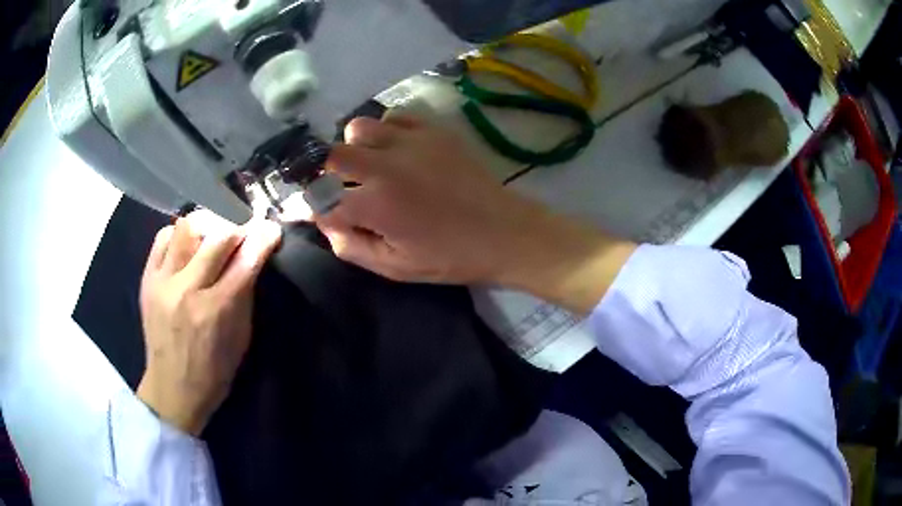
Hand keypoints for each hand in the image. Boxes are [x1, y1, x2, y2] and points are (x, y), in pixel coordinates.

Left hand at [137, 214, 281, 434]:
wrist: (172, 387)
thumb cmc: (214, 370)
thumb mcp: (240, 338)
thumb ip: (245, 294)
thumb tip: (253, 258)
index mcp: (216, 311)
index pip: (244, 261)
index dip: (262, 239)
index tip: (271, 229)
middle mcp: (187, 290)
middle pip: (217, 237)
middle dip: (237, 229)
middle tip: (243, 235)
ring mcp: (163, 281)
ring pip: (187, 227)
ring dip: (207, 227)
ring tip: (212, 238)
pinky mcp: (147, 278)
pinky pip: (163, 237)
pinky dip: (179, 235)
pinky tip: (187, 247)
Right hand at [317, 116, 635, 312]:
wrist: (505, 232)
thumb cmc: (450, 257)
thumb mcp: (395, 267)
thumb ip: (351, 247)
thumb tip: (326, 223)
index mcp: (375, 204)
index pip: (321, 200)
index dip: (313, 208)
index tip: (317, 212)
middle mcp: (385, 165)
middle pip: (330, 154)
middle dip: (325, 172)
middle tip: (340, 186)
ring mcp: (410, 141)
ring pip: (358, 128)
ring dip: (355, 147)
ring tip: (371, 165)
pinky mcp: (433, 130)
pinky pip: (393, 117)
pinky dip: (386, 131)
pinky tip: (398, 150)